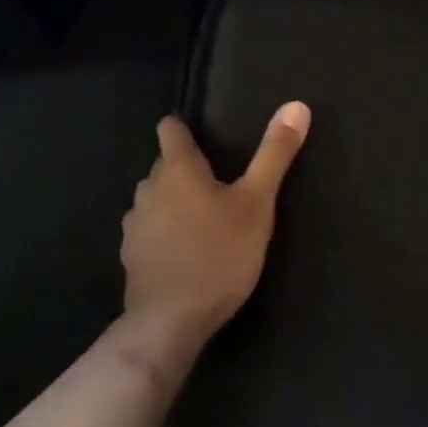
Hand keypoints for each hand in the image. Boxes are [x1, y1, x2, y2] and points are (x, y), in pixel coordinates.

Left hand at [119, 102, 310, 360]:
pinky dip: (164, 232)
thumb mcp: (257, 203)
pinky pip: (149, 230)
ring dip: (174, 202)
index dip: (184, 128)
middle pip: (165, 166)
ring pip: (156, 199)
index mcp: (177, 169)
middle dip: (187, 169)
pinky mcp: (131, 255)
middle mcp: (149, 189)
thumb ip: (274, 154)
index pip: (170, 129)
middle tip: (220, 185)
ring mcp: (135, 224)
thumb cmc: (219, 254)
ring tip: (204, 219)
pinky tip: (185, 251)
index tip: (203, 136)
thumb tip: (296, 105)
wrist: (171, 321)